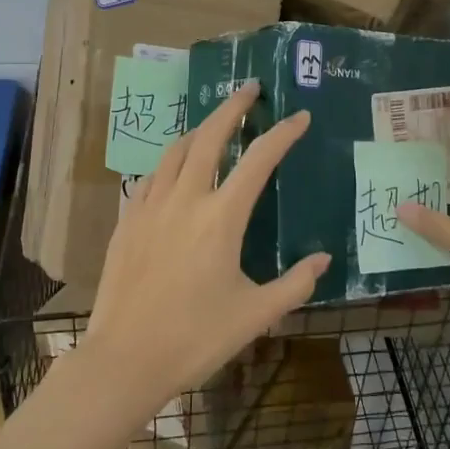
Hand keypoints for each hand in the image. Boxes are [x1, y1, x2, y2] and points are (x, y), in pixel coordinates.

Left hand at [81, 81, 329, 410]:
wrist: (125, 359)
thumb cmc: (195, 339)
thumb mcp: (256, 316)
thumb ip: (295, 283)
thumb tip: (324, 260)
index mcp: (221, 218)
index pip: (258, 160)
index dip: (282, 134)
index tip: (299, 117)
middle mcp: (185, 199)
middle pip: (209, 136)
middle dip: (232, 107)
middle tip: (249, 89)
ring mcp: (150, 206)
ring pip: (175, 150)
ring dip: (199, 130)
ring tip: (214, 125)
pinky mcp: (126, 220)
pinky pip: (151, 176)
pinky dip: (170, 162)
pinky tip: (174, 170)